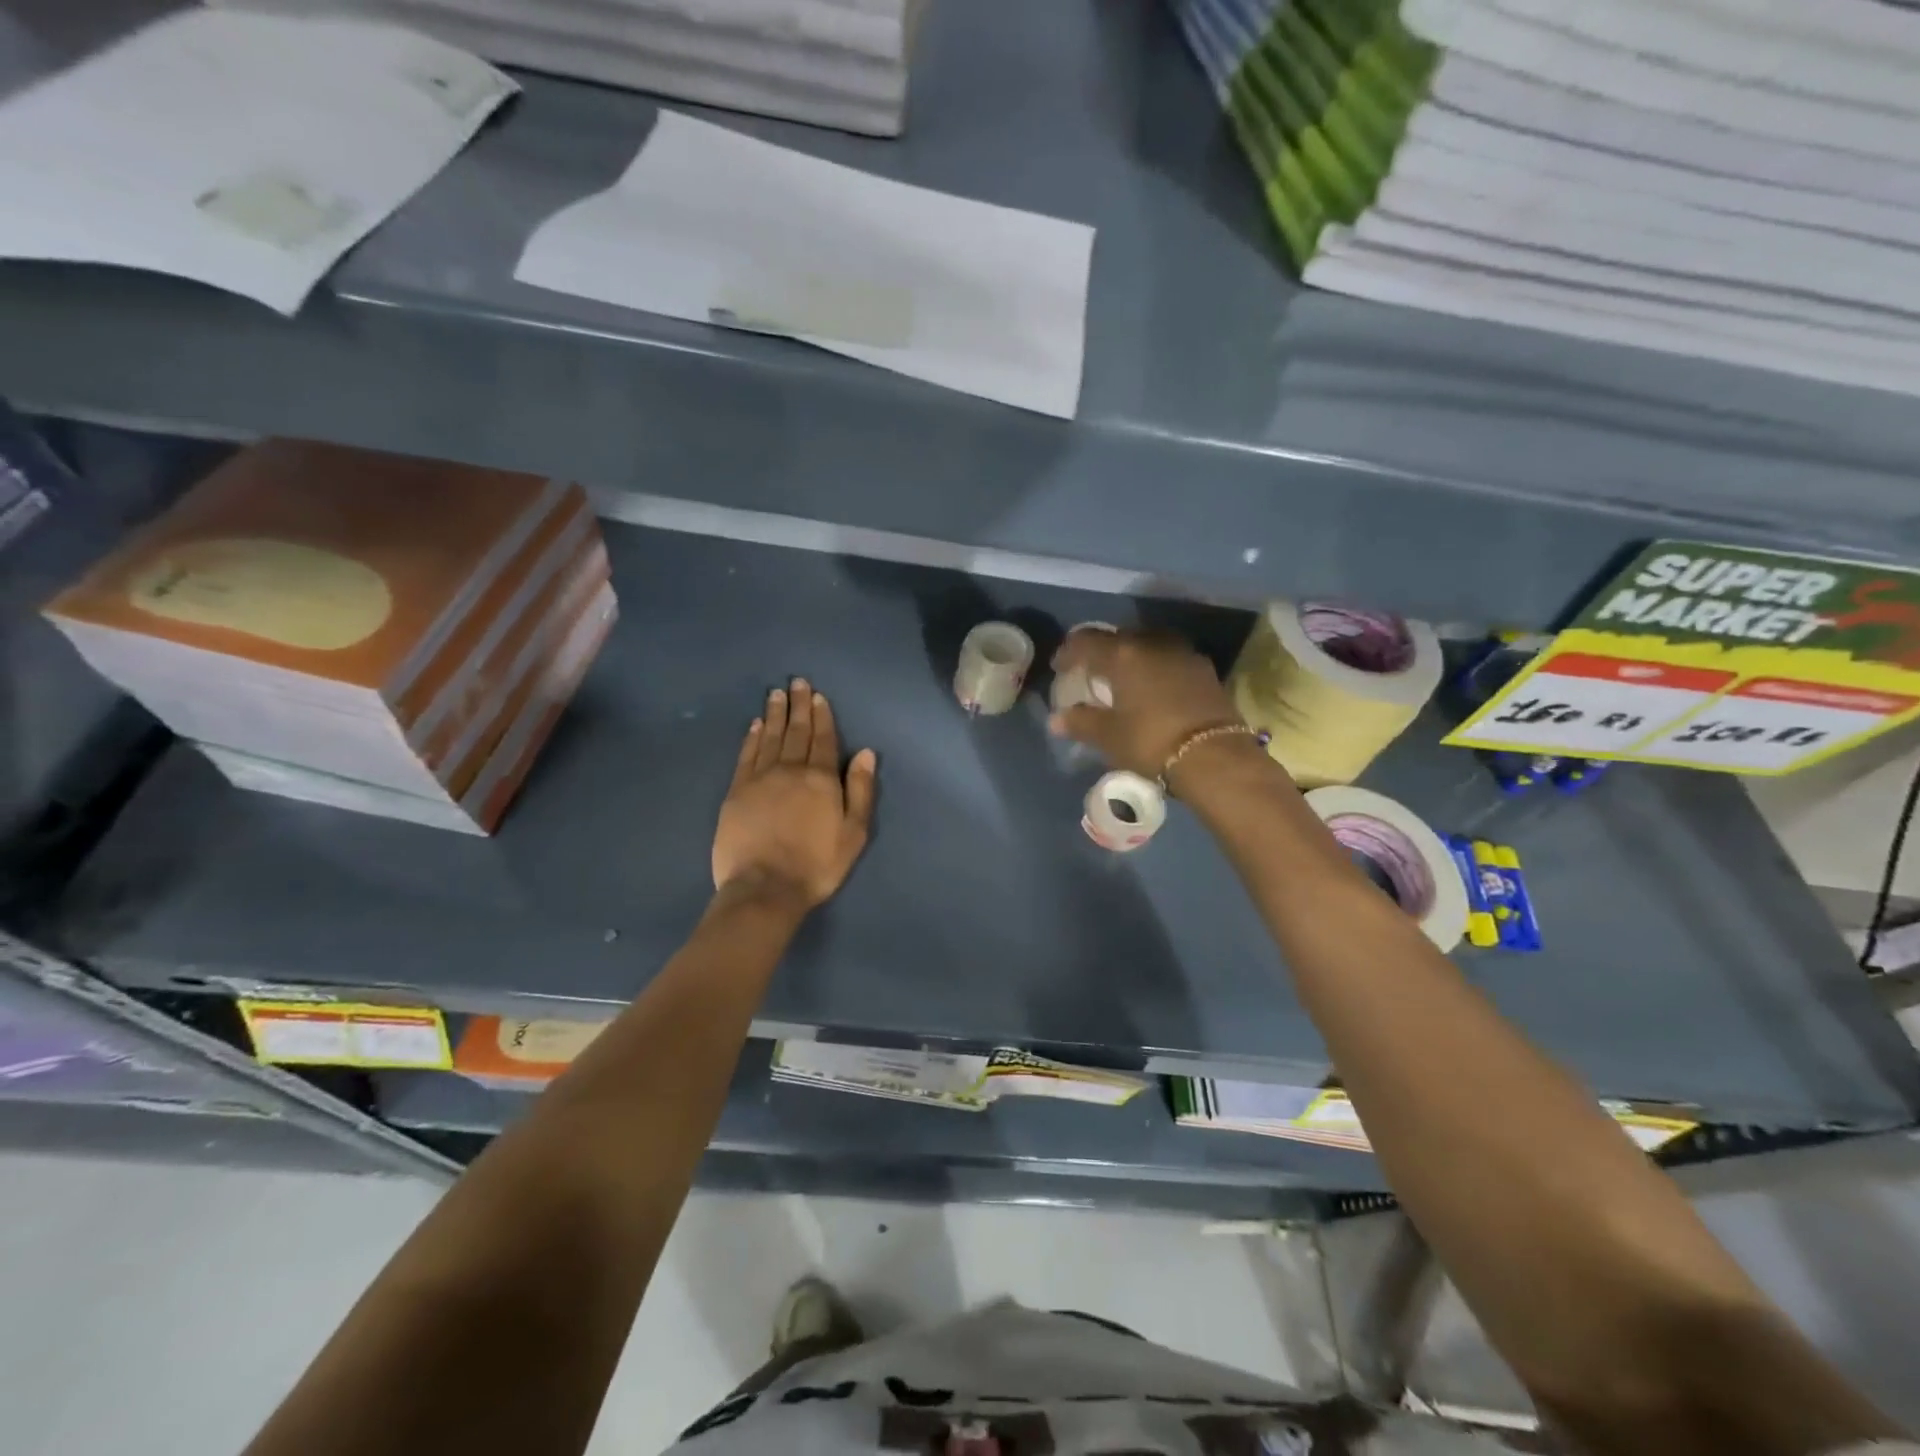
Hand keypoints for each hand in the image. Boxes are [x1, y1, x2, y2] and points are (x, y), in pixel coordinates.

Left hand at [713, 678, 876, 910]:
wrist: (765, 887)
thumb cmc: (817, 864)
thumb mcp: (854, 832)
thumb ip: (860, 790)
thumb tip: (866, 752)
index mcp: (821, 778)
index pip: (823, 738)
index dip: (821, 716)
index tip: (818, 695)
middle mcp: (790, 769)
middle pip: (796, 731)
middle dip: (798, 705)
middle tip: (796, 682)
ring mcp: (760, 778)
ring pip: (770, 737)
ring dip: (774, 714)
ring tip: (776, 694)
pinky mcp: (737, 791)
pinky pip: (747, 755)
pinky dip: (752, 737)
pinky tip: (755, 725)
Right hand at [1047, 628, 1243, 778]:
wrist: (1214, 756)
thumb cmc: (1150, 741)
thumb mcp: (1109, 736)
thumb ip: (1081, 722)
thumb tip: (1057, 719)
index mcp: (1123, 654)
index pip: (1086, 641)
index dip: (1068, 652)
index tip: (1059, 667)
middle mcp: (1152, 643)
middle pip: (1119, 638)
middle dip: (1102, 652)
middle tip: (1092, 672)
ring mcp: (1183, 653)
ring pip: (1148, 645)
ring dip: (1132, 657)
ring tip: (1124, 679)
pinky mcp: (1204, 669)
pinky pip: (1170, 659)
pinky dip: (1156, 668)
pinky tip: (1153, 688)